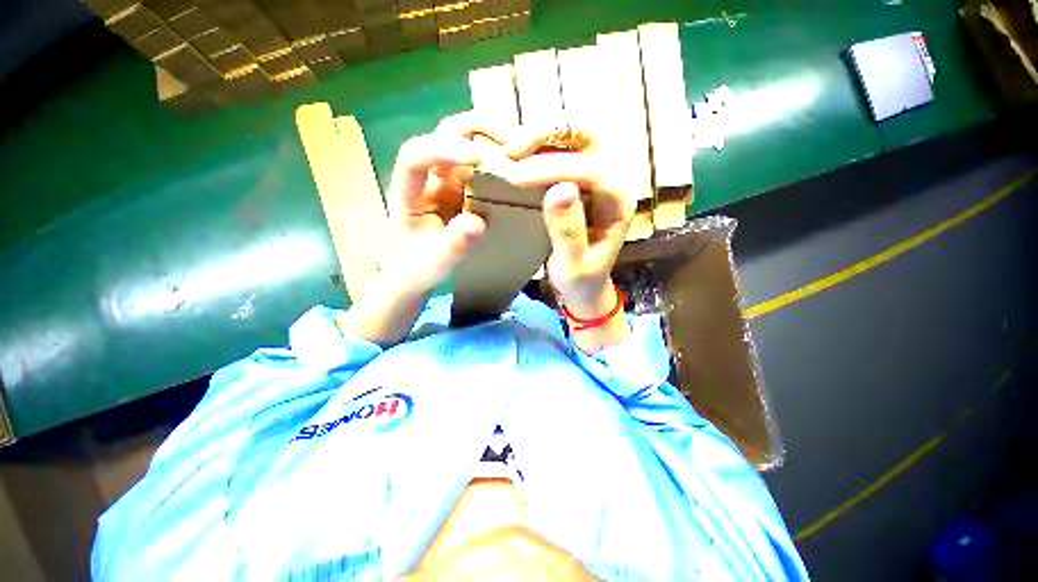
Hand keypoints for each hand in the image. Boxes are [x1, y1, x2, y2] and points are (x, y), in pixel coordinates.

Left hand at [342, 118, 500, 346]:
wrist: (418, 273)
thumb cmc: (419, 268)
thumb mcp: (437, 264)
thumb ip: (454, 245)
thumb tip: (478, 222)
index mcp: (409, 190)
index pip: (417, 155)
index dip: (445, 148)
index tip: (480, 159)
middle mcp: (428, 176)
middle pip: (445, 132)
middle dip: (478, 129)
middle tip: (514, 141)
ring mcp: (447, 179)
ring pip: (466, 141)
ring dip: (493, 140)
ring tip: (523, 151)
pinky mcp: (464, 187)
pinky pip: (482, 164)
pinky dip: (501, 159)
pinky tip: (520, 168)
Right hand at [501, 132, 634, 316]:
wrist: (584, 284)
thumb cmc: (581, 279)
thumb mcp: (572, 265)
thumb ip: (568, 231)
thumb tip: (559, 190)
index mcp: (618, 204)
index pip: (593, 171)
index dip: (555, 168)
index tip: (517, 177)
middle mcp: (611, 181)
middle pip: (590, 138)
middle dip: (550, 134)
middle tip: (513, 148)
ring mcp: (595, 176)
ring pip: (574, 136)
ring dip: (541, 135)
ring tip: (510, 149)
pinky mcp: (578, 178)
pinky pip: (560, 149)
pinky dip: (537, 147)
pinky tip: (516, 156)